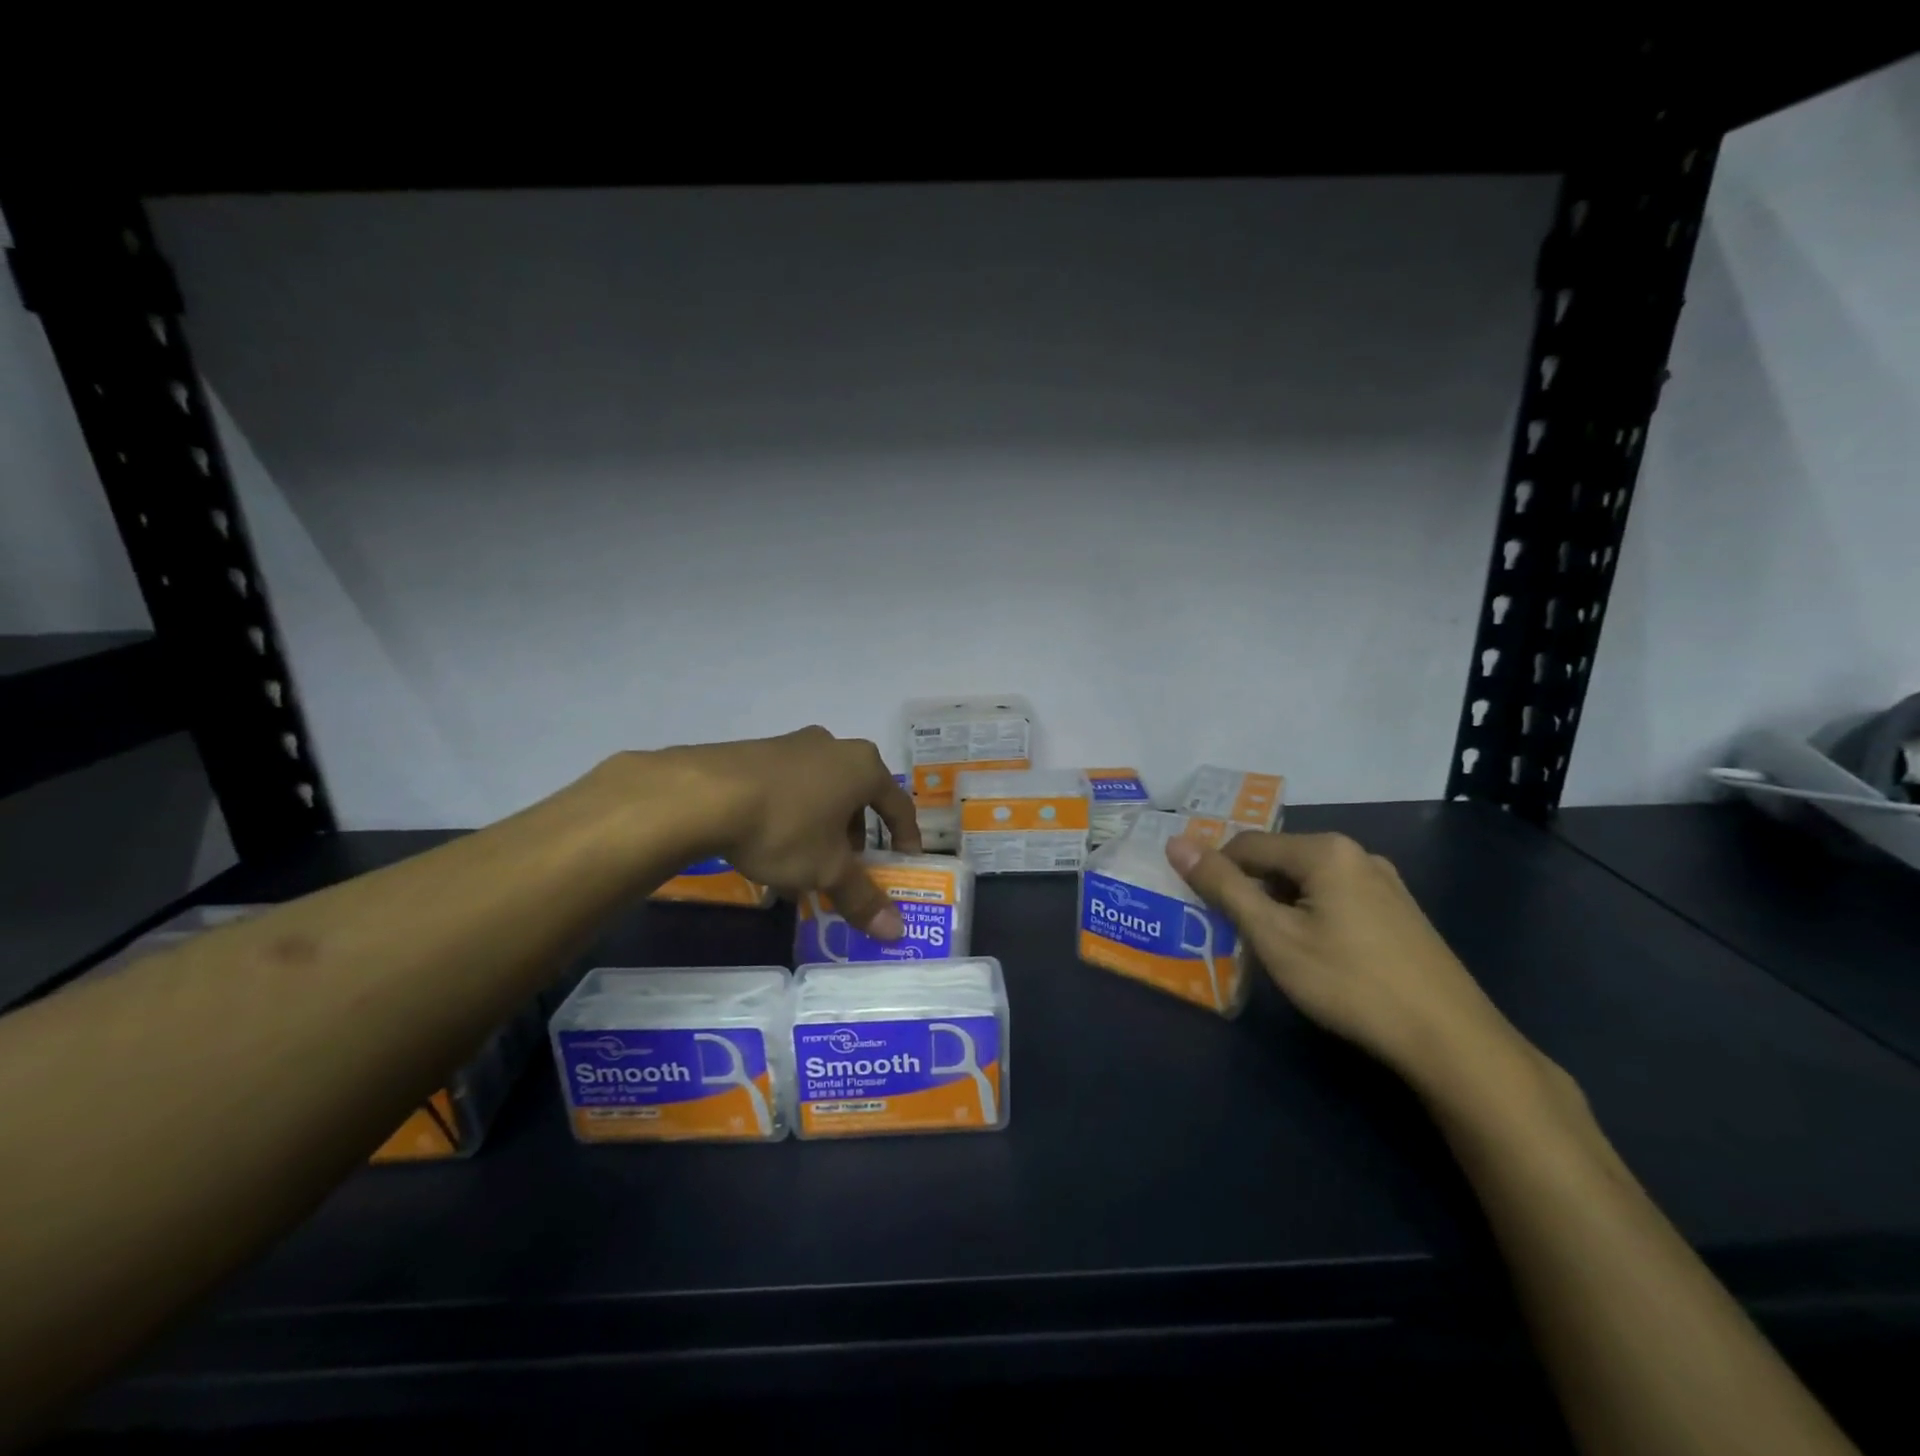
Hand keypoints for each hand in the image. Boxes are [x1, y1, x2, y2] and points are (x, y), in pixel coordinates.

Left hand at [645, 727, 920, 936]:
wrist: (704, 794)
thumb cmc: (785, 827)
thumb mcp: (827, 869)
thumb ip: (862, 897)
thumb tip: (896, 931)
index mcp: (863, 767)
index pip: (899, 804)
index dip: (906, 836)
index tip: (904, 861)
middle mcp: (834, 746)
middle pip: (858, 795)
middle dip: (857, 833)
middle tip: (848, 864)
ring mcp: (793, 744)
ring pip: (822, 789)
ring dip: (823, 824)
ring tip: (806, 858)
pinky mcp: (758, 750)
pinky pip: (789, 785)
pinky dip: (792, 812)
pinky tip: (771, 840)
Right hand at [1166, 830, 1534, 1099]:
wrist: (1451, 1040)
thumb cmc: (1350, 982)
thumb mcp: (1273, 936)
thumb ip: (1223, 887)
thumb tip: (1176, 843)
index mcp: (1325, 850)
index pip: (1247, 844)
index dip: (1216, 872)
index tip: (1200, 908)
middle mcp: (1357, 854)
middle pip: (1279, 861)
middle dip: (1250, 891)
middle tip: (1233, 933)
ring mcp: (1385, 884)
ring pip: (1308, 883)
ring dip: (1279, 906)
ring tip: (1270, 948)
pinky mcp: (1400, 913)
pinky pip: (1337, 899)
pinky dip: (1311, 917)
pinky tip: (1315, 955)